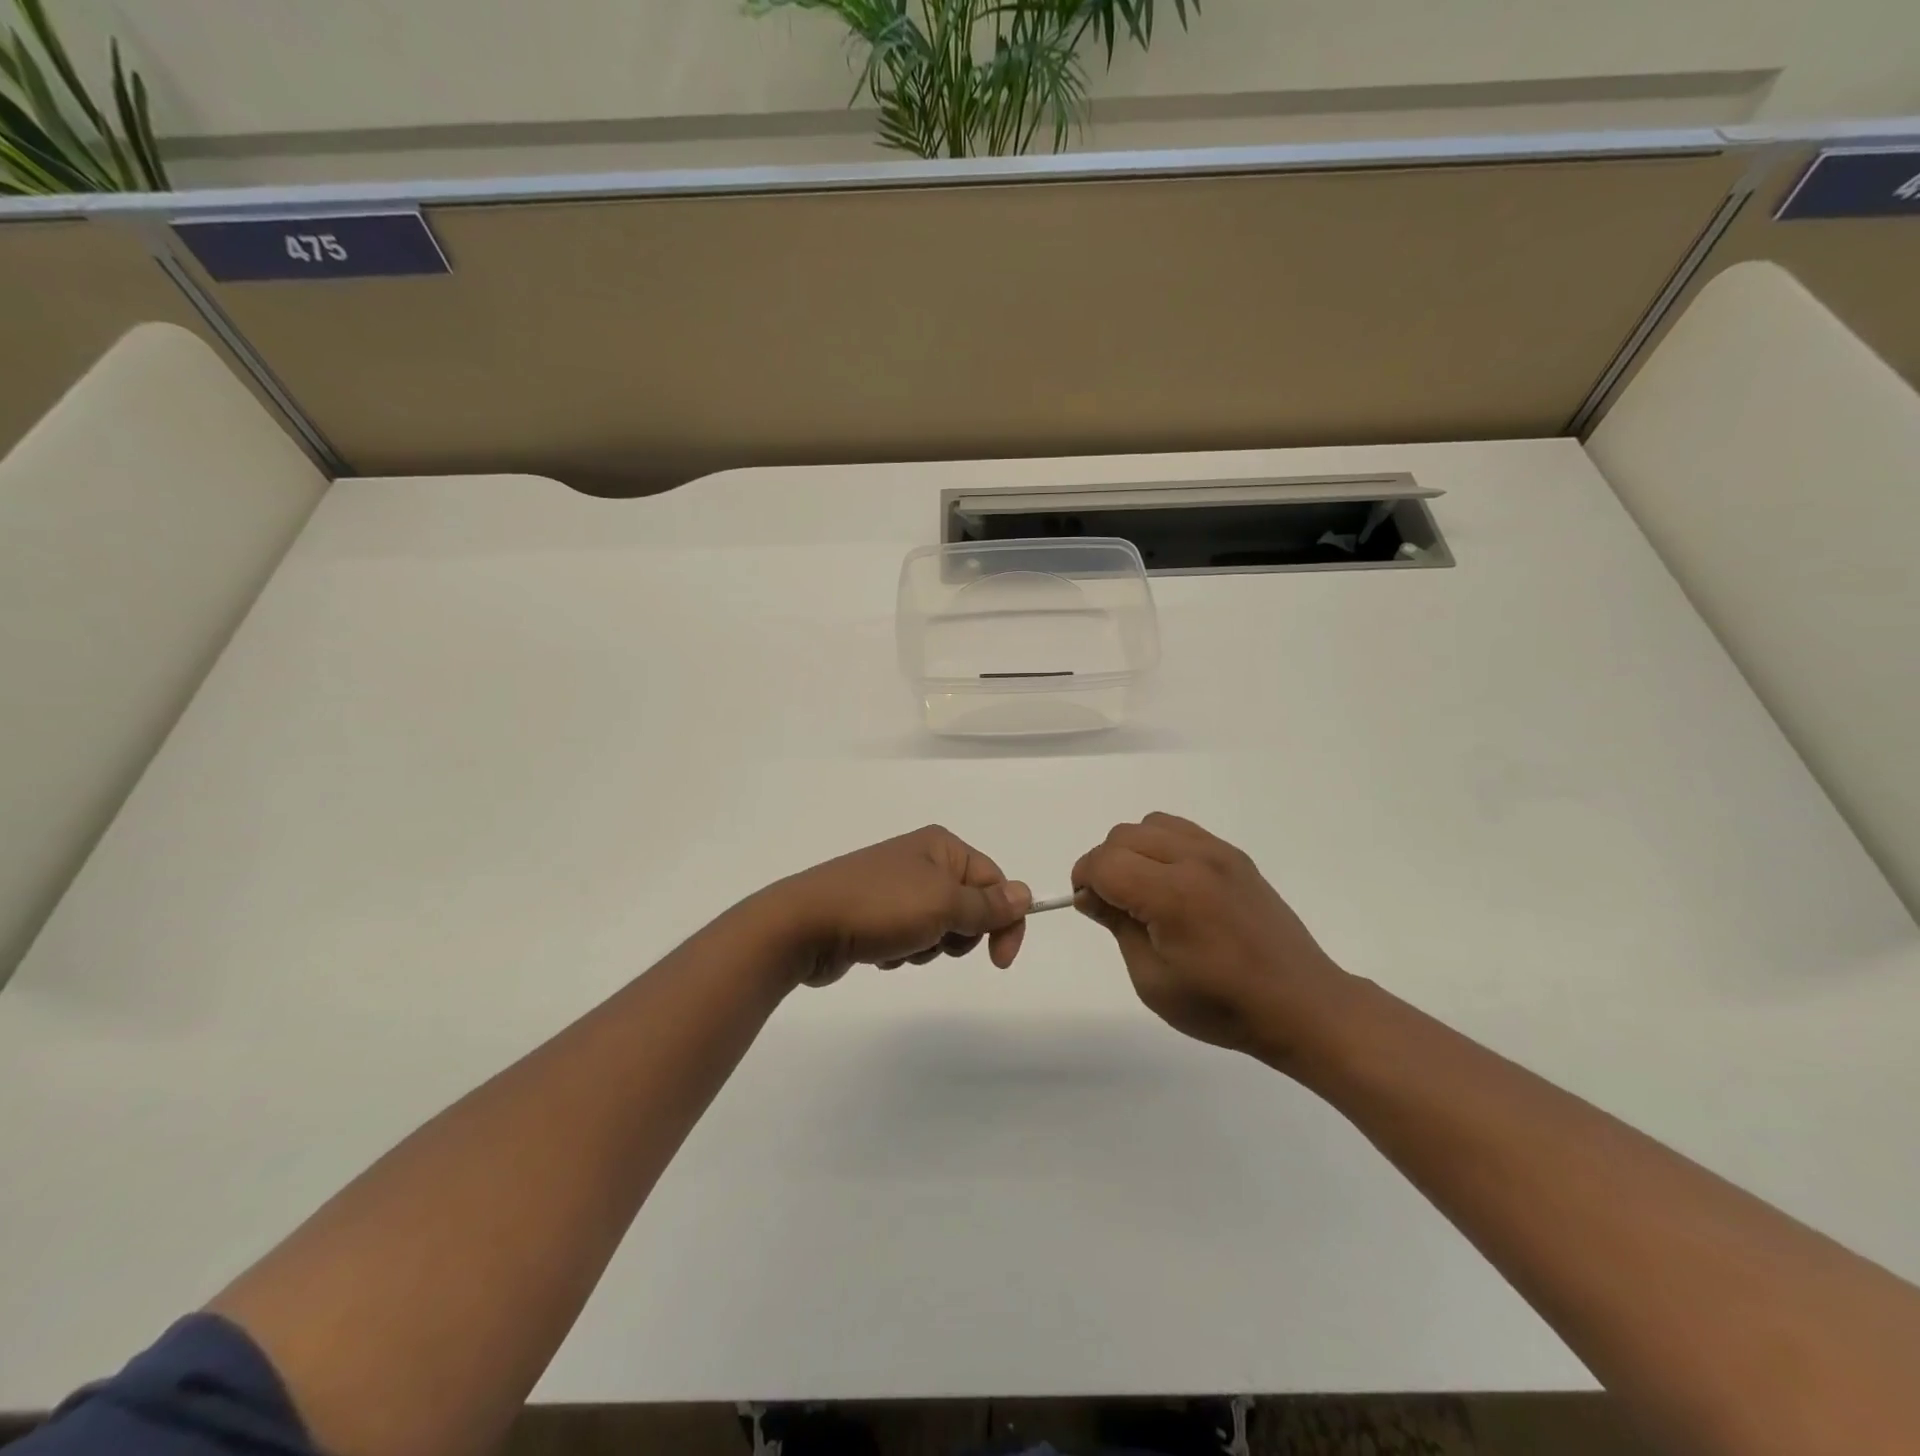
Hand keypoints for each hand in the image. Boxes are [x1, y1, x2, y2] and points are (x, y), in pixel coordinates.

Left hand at [763, 826, 1032, 987]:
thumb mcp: (943, 905)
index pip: (994, 881)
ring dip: (928, 946)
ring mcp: (895, 887)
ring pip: (940, 927)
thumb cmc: (880, 908)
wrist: (803, 925)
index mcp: (941, 846)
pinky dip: (903, 951)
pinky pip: (910, 937)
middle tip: (933, 941)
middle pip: (969, 906)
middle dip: (957, 935)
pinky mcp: (875, 914)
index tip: (1000, 961)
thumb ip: (987, 905)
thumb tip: (1026, 894)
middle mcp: (921, 860)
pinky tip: (881, 953)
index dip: (1004, 921)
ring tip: (900, 947)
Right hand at [1071, 813, 1352, 1061]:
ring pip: (1150, 824)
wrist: (1302, 1005)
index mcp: (1173, 895)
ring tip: (1143, 890)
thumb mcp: (1153, 981)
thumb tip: (1089, 894)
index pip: (1105, 863)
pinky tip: (1171, 883)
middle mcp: (1195, 860)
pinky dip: (1161, 845)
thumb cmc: (1222, 1005)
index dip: (1084, 881)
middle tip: (1114, 905)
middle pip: (1123, 836)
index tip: (1088, 907)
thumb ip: (1117, 926)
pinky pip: (1181, 830)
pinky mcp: (1235, 856)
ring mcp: (1218, 852)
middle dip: (1105, 865)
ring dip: (1132, 850)